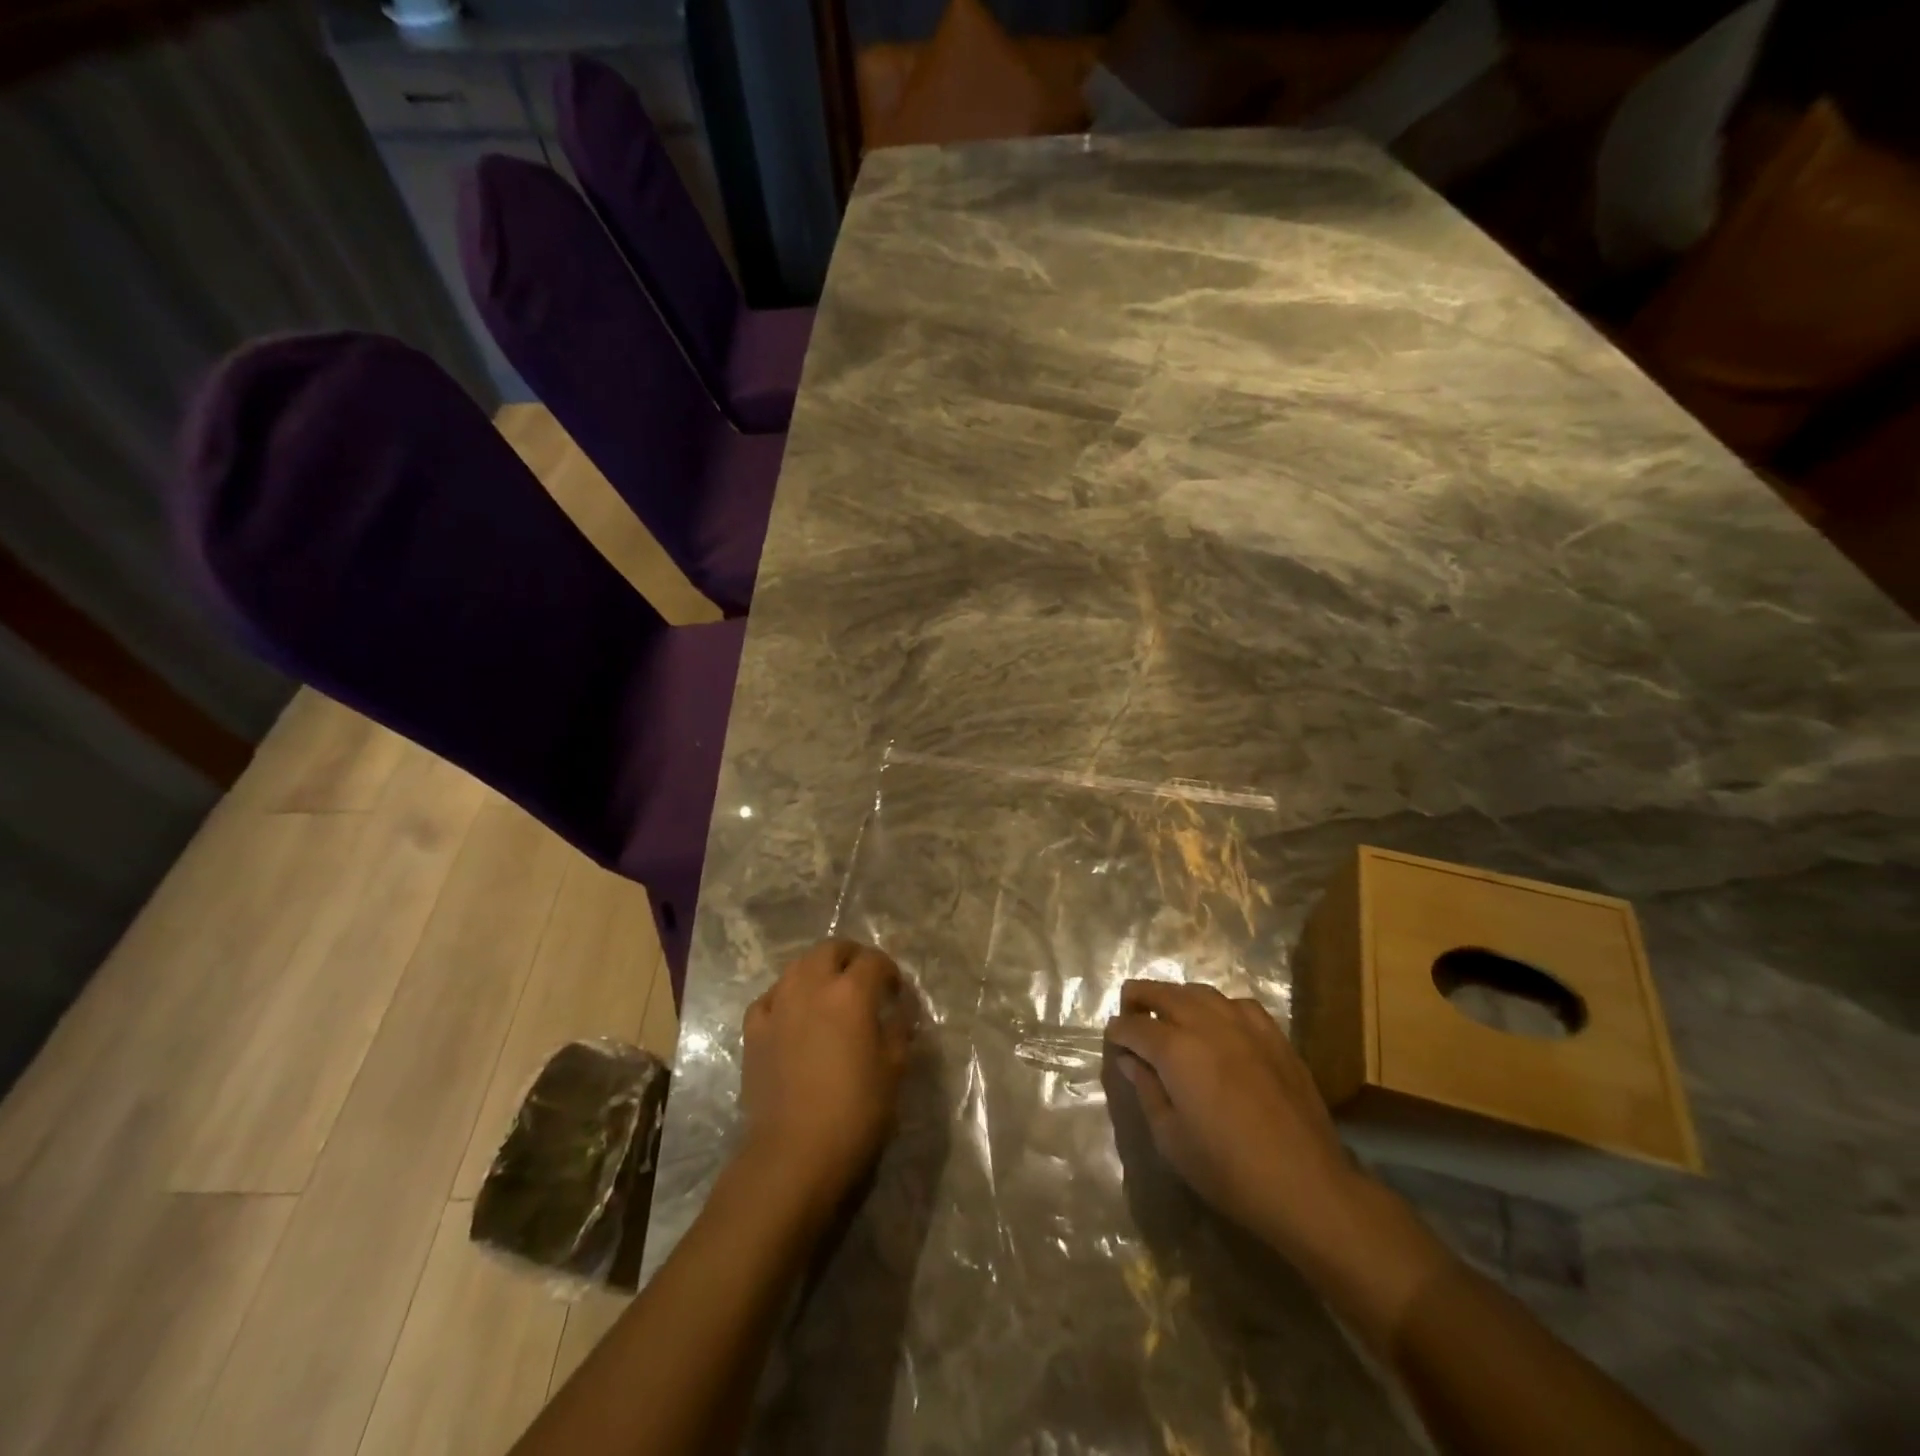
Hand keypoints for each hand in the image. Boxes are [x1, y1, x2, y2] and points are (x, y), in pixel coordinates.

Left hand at [739, 939, 913, 1215]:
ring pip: (798, 966)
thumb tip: (898, 1013)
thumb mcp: (893, 1070)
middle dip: (851, 958)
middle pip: (831, 949)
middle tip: (863, 980)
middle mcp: (811, 986)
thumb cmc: (855, 1113)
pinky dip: (786, 996)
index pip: (874, 961)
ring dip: (818, 971)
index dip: (889, 971)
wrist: (793, 1154)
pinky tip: (793, 1015)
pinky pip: (771, 997)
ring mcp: (778, 1005)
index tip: (895, 991)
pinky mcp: (754, 1030)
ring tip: (829, 995)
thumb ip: (898, 1031)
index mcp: (851, 993)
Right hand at [1105, 980, 1359, 1260]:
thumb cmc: (1228, 1171)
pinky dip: (1218, 1007)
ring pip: (1200, 992)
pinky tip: (1218, 1026)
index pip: (1134, 1026)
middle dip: (1139, 998)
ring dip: (1177, 999)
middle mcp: (1206, 1024)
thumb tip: (1130, 1060)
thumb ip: (1146, 1090)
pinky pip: (1238, 1005)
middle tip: (1130, 1014)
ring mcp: (1244, 1025)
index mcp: (1175, 1050)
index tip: (1112, 1041)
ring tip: (1170, 1017)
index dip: (1118, 1031)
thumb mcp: (1171, 1139)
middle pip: (1163, 992)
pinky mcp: (1274, 1036)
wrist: (1306, 1186)